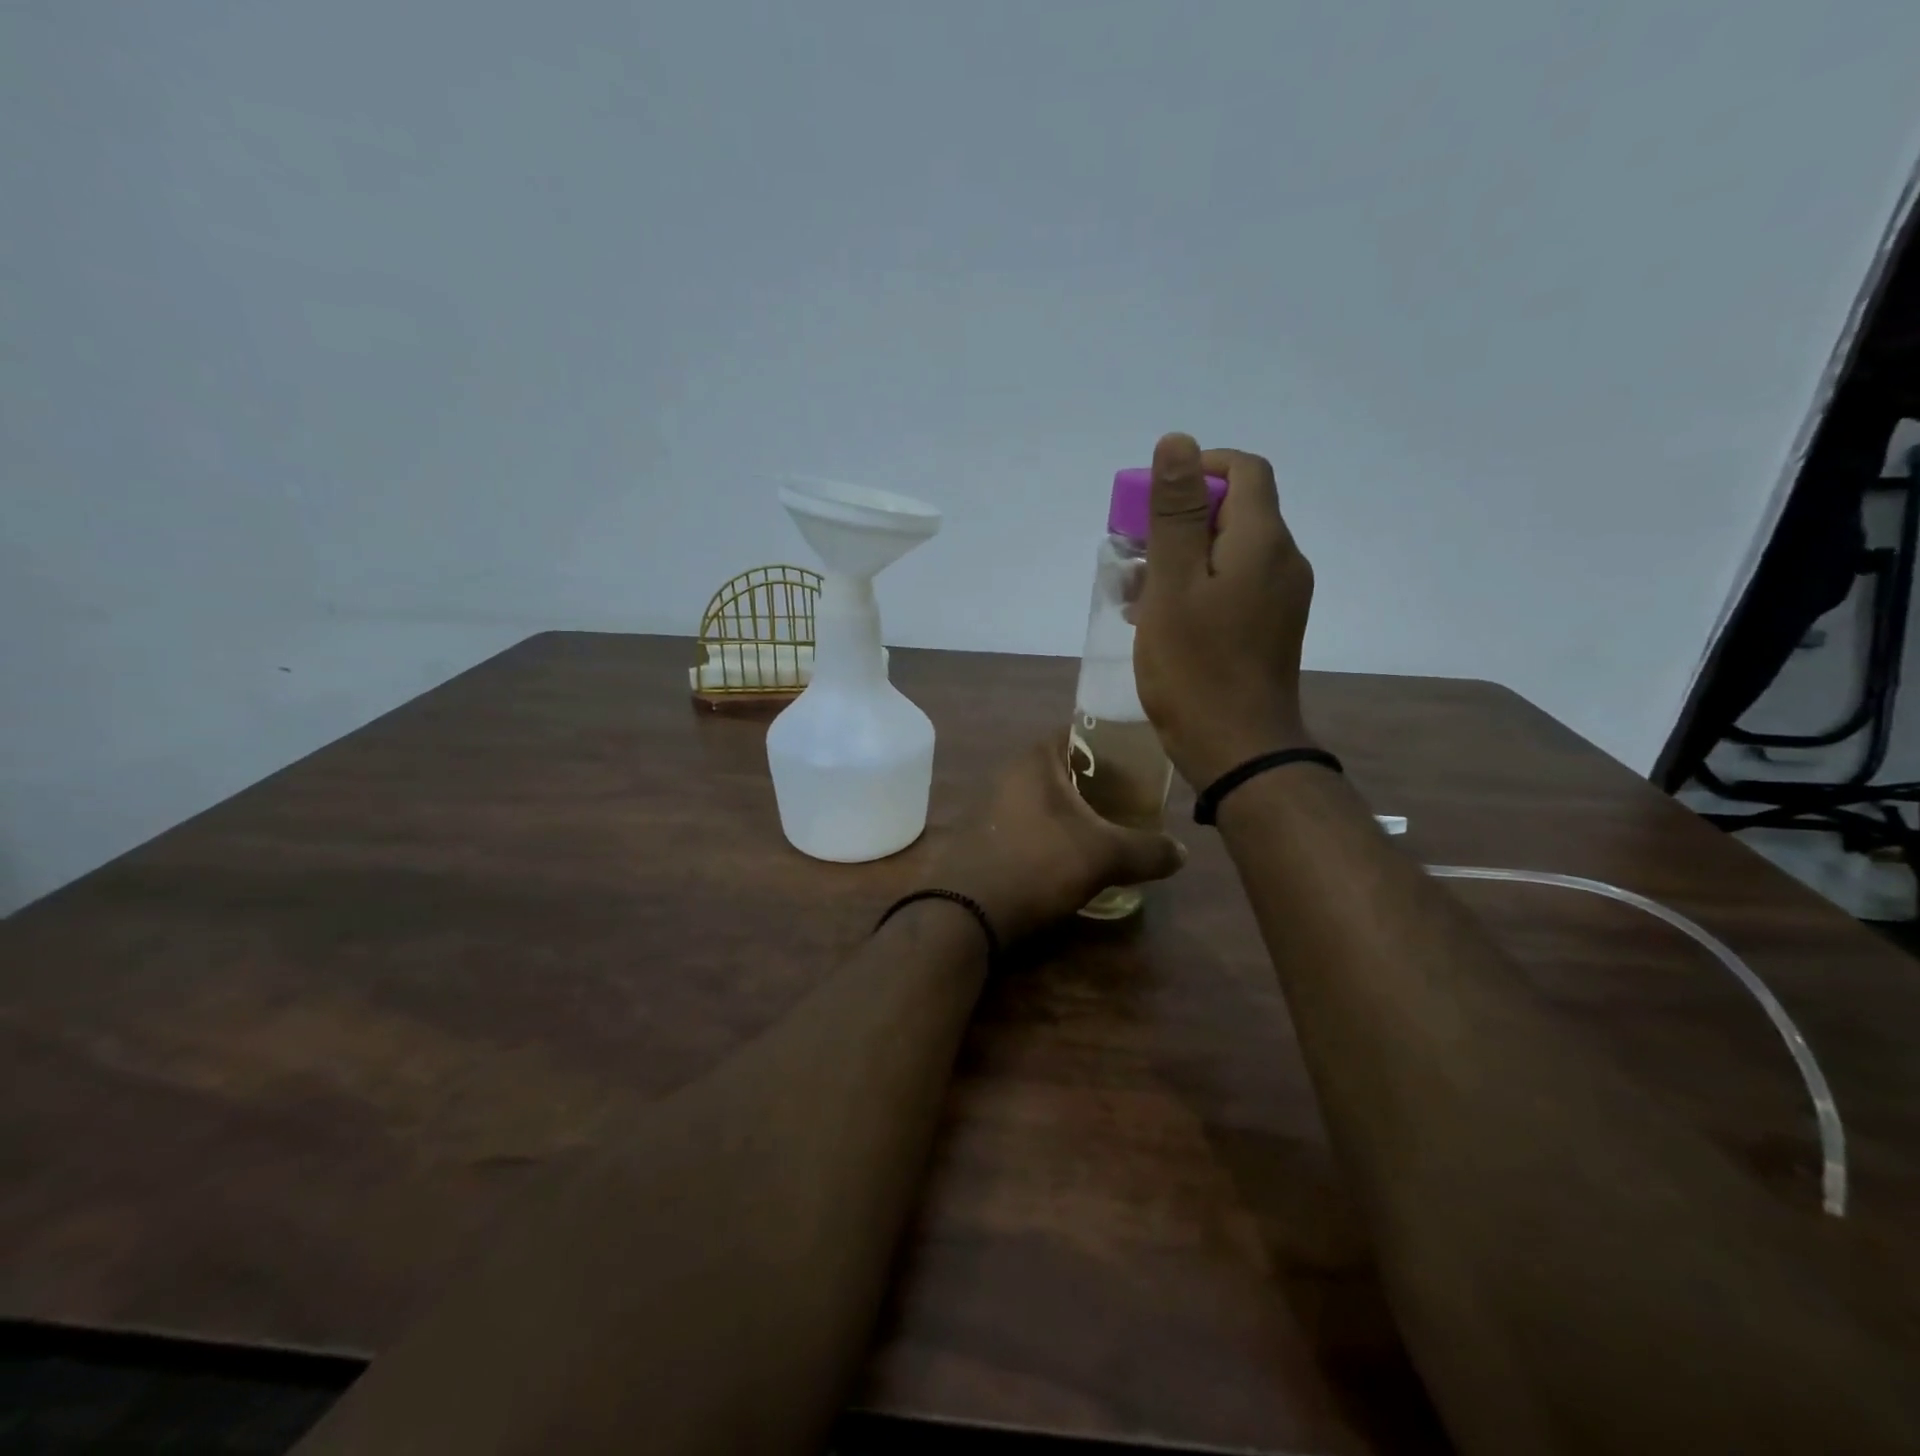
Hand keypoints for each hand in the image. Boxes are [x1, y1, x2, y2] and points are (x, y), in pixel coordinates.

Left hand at [926, 735, 1186, 944]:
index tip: (1141, 764)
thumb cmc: (1037, 864)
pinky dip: (1052, 832)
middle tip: (1134, 801)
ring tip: (1110, 829)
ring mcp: (992, 804)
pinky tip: (1071, 855)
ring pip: (1046, 798)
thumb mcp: (1103, 856)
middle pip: (1065, 767)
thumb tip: (1182, 853)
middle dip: (1098, 782)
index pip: (1081, 732)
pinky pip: (1029, 823)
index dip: (1113, 744)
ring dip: (1074, 811)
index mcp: (1036, 759)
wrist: (965, 912)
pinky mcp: (984, 835)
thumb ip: (1147, 850)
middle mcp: (1010, 772)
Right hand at [1133, 434, 1316, 788]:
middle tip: (1134, 555)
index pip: (1244, 470)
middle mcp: (1284, 560)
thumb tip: (1178, 442)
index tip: (1152, 499)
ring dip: (1183, 558)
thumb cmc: (1196, 667)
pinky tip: (1162, 618)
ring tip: (1137, 593)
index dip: (1199, 469)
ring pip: (1231, 553)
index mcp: (1263, 541)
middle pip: (1236, 511)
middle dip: (1181, 520)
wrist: (1238, 749)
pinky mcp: (1272, 628)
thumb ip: (1176, 512)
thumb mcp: (1173, 584)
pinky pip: (1235, 586)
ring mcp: (1282, 598)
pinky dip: (1198, 587)